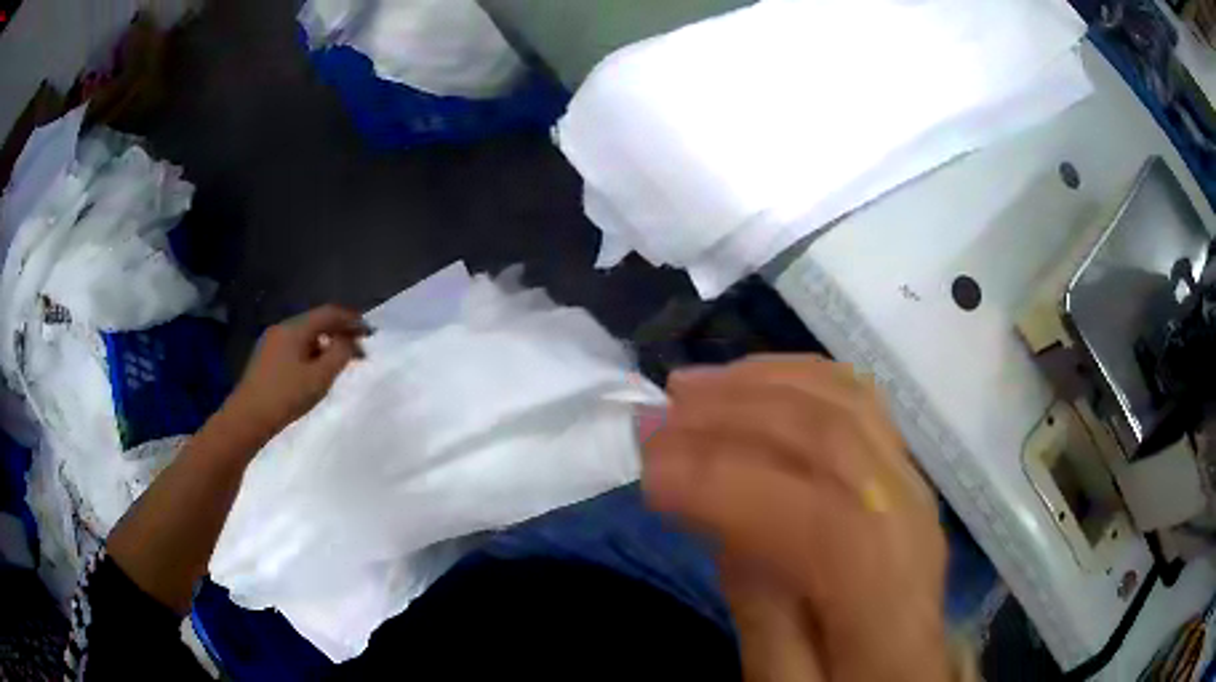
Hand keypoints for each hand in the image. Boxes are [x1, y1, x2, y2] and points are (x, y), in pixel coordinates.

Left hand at [228, 305, 368, 437]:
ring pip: (305, 336)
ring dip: (325, 344)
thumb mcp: (319, 378)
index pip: (329, 313)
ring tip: (339, 363)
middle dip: (339, 332)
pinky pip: (295, 347)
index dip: (351, 320)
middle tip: (358, 350)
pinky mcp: (266, 359)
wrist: (247, 418)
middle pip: (316, 322)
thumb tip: (348, 340)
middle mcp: (282, 329)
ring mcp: (271, 343)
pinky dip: (312, 353)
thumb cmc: (285, 396)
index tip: (370, 333)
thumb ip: (339, 354)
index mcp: (295, 328)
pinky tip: (315, 371)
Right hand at [643, 355, 950, 681]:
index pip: (820, 522)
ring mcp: (914, 483)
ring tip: (693, 389)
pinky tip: (755, 380)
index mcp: (888, 600)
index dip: (729, 488)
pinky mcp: (902, 468)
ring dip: (762, 386)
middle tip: (657, 419)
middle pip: (833, 444)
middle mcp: (913, 522)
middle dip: (734, 420)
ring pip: (846, 404)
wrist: (906, 667)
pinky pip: (860, 400)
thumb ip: (765, 615)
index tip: (648, 475)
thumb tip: (730, 526)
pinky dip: (801, 377)